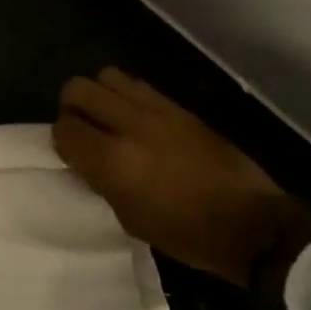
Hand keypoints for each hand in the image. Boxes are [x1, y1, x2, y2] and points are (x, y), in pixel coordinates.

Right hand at [53, 67, 310, 286]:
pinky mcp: (180, 107)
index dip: (60, 139)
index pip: (65, 128)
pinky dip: (128, 96)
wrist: (250, 223)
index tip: (70, 152)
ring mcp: (157, 110)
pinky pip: (140, 86)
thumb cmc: (186, 234)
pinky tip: (137, 120)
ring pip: (108, 76)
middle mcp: (130, 126)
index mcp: (113, 161)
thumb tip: (88, 159)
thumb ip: (102, 181)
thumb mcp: (131, 218)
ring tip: (109, 119)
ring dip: (100, 94)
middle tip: (82, 128)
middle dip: (72, 106)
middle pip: (79, 88)